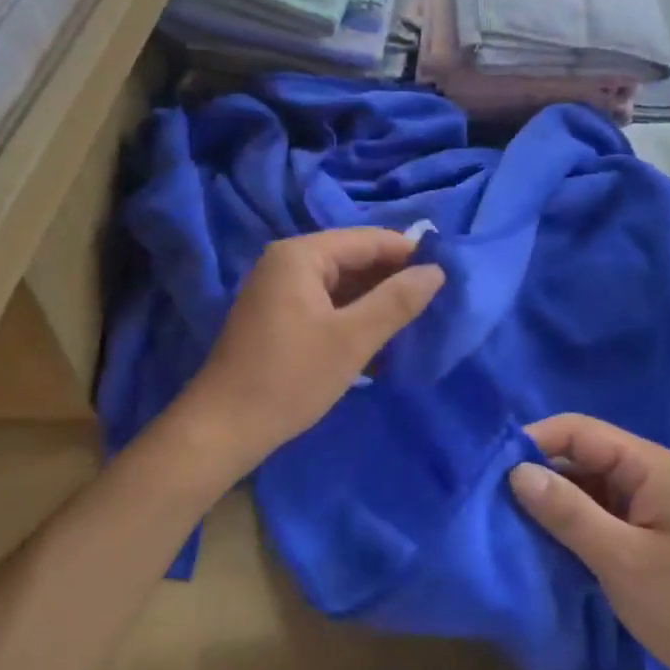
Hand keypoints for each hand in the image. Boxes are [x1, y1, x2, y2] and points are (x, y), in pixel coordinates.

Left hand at [171, 229, 443, 480]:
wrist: (223, 429)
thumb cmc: (290, 378)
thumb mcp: (352, 339)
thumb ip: (397, 301)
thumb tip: (436, 271)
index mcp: (301, 254)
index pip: (368, 239)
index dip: (409, 254)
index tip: (447, 274)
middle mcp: (287, 261)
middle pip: (353, 258)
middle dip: (392, 278)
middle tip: (434, 301)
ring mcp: (279, 289)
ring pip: (341, 283)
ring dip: (374, 299)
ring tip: (414, 319)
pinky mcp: (278, 315)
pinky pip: (326, 302)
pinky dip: (352, 315)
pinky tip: (378, 336)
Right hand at [509, 414, 669, 669]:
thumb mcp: (622, 560)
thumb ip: (568, 513)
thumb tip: (516, 471)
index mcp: (646, 465)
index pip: (578, 430)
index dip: (534, 441)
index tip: (490, 467)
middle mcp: (644, 474)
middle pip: (579, 455)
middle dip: (538, 472)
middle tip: (490, 499)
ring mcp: (643, 504)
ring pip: (584, 486)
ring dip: (550, 500)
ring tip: (505, 520)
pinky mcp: (640, 534)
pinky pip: (594, 514)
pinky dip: (567, 524)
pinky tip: (539, 543)